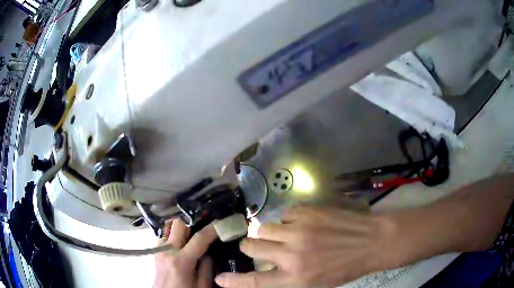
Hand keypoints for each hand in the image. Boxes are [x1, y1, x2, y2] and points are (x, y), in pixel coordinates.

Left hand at [154, 219, 217, 287]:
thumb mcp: (202, 287)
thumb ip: (207, 268)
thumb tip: (210, 252)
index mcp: (180, 261)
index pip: (199, 238)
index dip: (213, 228)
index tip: (223, 221)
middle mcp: (167, 250)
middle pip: (178, 223)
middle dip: (193, 218)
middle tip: (206, 219)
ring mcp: (159, 248)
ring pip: (169, 225)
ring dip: (182, 224)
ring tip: (195, 227)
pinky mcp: (155, 249)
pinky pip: (165, 233)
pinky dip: (175, 231)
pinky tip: (183, 238)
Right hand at [215, 206, 395, 287]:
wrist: (371, 241)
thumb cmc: (344, 268)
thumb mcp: (314, 283)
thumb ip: (287, 278)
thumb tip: (266, 269)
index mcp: (296, 278)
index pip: (256, 282)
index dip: (235, 281)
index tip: (220, 278)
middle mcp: (293, 254)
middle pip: (252, 246)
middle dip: (251, 246)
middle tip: (261, 246)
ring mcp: (299, 229)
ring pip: (264, 226)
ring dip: (270, 232)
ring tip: (285, 234)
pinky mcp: (308, 211)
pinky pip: (284, 214)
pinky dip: (288, 220)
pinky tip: (303, 224)